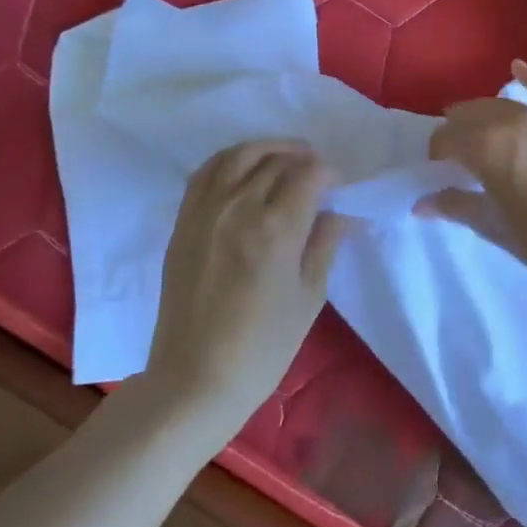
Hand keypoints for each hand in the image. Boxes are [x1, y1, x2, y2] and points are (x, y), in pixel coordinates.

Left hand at [144, 140, 353, 420]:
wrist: (196, 377)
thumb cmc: (264, 345)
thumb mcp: (309, 296)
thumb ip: (325, 244)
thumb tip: (343, 213)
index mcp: (276, 228)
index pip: (310, 174)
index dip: (330, 175)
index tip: (339, 190)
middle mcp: (238, 207)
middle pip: (275, 159)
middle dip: (303, 159)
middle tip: (318, 175)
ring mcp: (204, 212)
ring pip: (238, 156)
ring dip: (266, 149)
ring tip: (284, 159)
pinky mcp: (183, 223)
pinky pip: (205, 173)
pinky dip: (230, 161)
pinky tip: (244, 171)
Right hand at [421, 61, 526, 288]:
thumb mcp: (496, 227)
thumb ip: (458, 206)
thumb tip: (422, 203)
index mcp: (488, 149)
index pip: (449, 140)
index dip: (437, 152)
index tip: (436, 168)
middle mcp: (514, 124)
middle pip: (473, 117)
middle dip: (456, 131)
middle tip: (453, 152)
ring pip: (505, 105)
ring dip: (483, 112)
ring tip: (474, 123)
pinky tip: (516, 67)